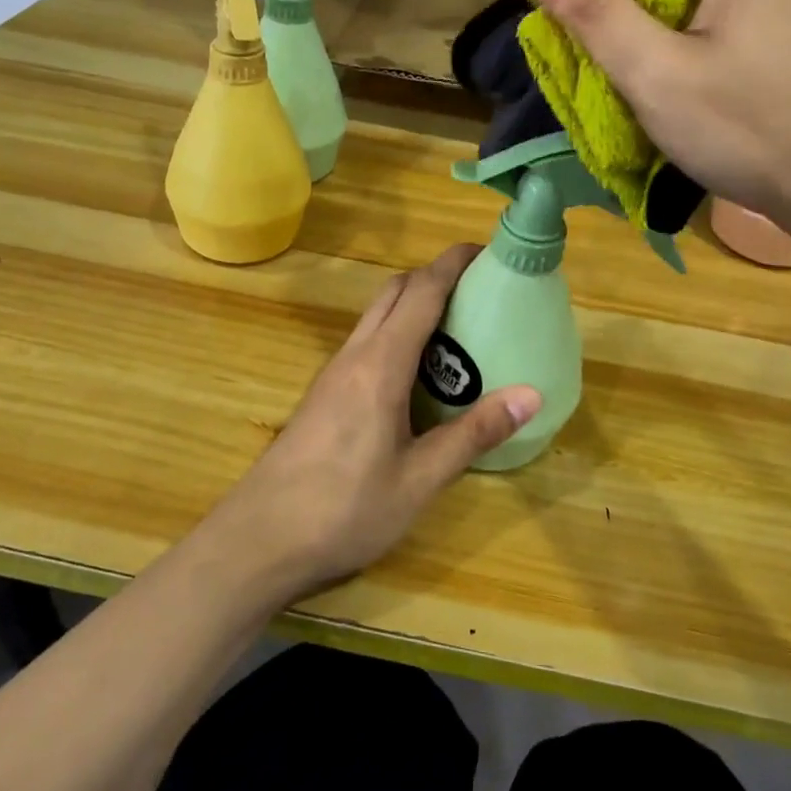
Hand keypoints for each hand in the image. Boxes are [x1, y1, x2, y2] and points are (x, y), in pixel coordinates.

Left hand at [207, 245, 540, 600]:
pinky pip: (365, 342)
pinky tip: (417, 372)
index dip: (452, 264)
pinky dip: (395, 332)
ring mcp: (333, 373)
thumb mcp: (420, 479)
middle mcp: (354, 355)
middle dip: (434, 276)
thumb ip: (473, 434)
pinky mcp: (323, 394)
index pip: (421, 293)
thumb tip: (530, 395)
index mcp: (381, 364)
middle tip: (479, 291)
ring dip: (412, 304)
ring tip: (457, 327)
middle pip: (394, 292)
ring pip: (375, 316)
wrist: (259, 539)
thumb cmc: (345, 509)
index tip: (486, 250)